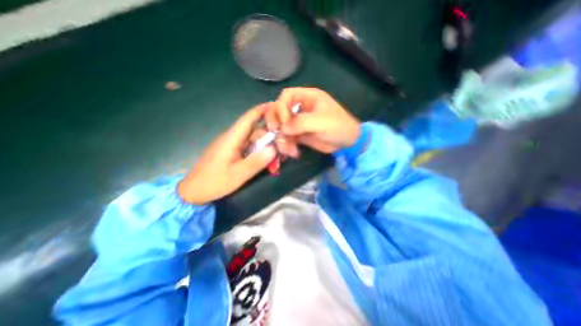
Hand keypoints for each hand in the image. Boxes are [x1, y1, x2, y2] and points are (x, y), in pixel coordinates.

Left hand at [177, 103, 275, 204]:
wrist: (193, 191)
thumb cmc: (214, 182)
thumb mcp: (238, 174)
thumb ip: (256, 161)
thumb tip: (274, 149)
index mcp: (231, 139)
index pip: (248, 119)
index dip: (261, 110)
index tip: (276, 105)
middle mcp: (232, 139)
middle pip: (255, 132)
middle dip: (270, 138)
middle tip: (283, 151)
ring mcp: (231, 146)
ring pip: (253, 141)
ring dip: (265, 148)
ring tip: (276, 160)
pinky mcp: (231, 153)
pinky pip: (248, 148)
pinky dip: (259, 153)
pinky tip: (265, 162)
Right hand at [266, 85, 361, 152]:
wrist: (347, 142)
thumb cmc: (338, 126)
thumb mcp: (321, 122)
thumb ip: (301, 123)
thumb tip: (283, 128)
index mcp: (307, 97)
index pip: (286, 96)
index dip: (281, 107)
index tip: (285, 122)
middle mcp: (300, 108)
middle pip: (278, 109)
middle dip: (275, 121)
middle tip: (275, 132)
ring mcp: (298, 122)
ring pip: (281, 126)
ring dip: (281, 137)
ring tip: (288, 149)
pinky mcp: (299, 134)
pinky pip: (287, 137)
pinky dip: (286, 145)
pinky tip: (292, 152)